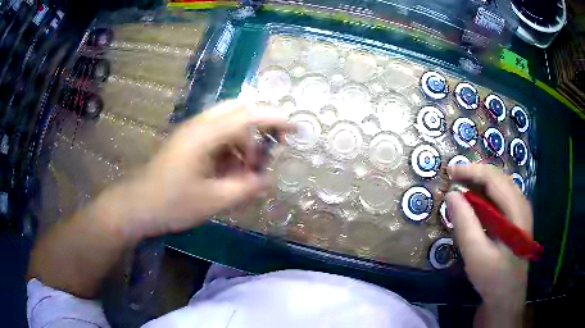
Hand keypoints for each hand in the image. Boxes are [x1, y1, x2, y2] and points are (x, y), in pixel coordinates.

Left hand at [119, 100, 291, 237]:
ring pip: (229, 123)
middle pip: (239, 109)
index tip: (296, 128)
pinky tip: (230, 171)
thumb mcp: (214, 201)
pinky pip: (218, 135)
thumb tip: (266, 179)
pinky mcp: (188, 141)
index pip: (248, 115)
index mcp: (205, 134)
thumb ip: (245, 188)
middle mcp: (200, 124)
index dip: (275, 119)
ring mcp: (192, 131)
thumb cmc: (172, 204)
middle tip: (275, 145)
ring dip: (245, 141)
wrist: (138, 205)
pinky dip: (231, 148)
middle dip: (262, 124)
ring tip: (248, 170)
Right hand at [445, 164, 530, 323]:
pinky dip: (483, 197)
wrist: (507, 299)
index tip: (448, 172)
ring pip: (498, 188)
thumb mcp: (477, 255)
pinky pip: (499, 200)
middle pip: (496, 178)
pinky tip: (472, 206)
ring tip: (458, 190)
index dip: (470, 171)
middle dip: (473, 175)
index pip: (493, 177)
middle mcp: (521, 203)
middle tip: (451, 179)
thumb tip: (451, 195)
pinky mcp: (515, 221)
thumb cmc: (494, 279)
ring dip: (478, 185)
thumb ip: (465, 224)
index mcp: (517, 209)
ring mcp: (520, 212)